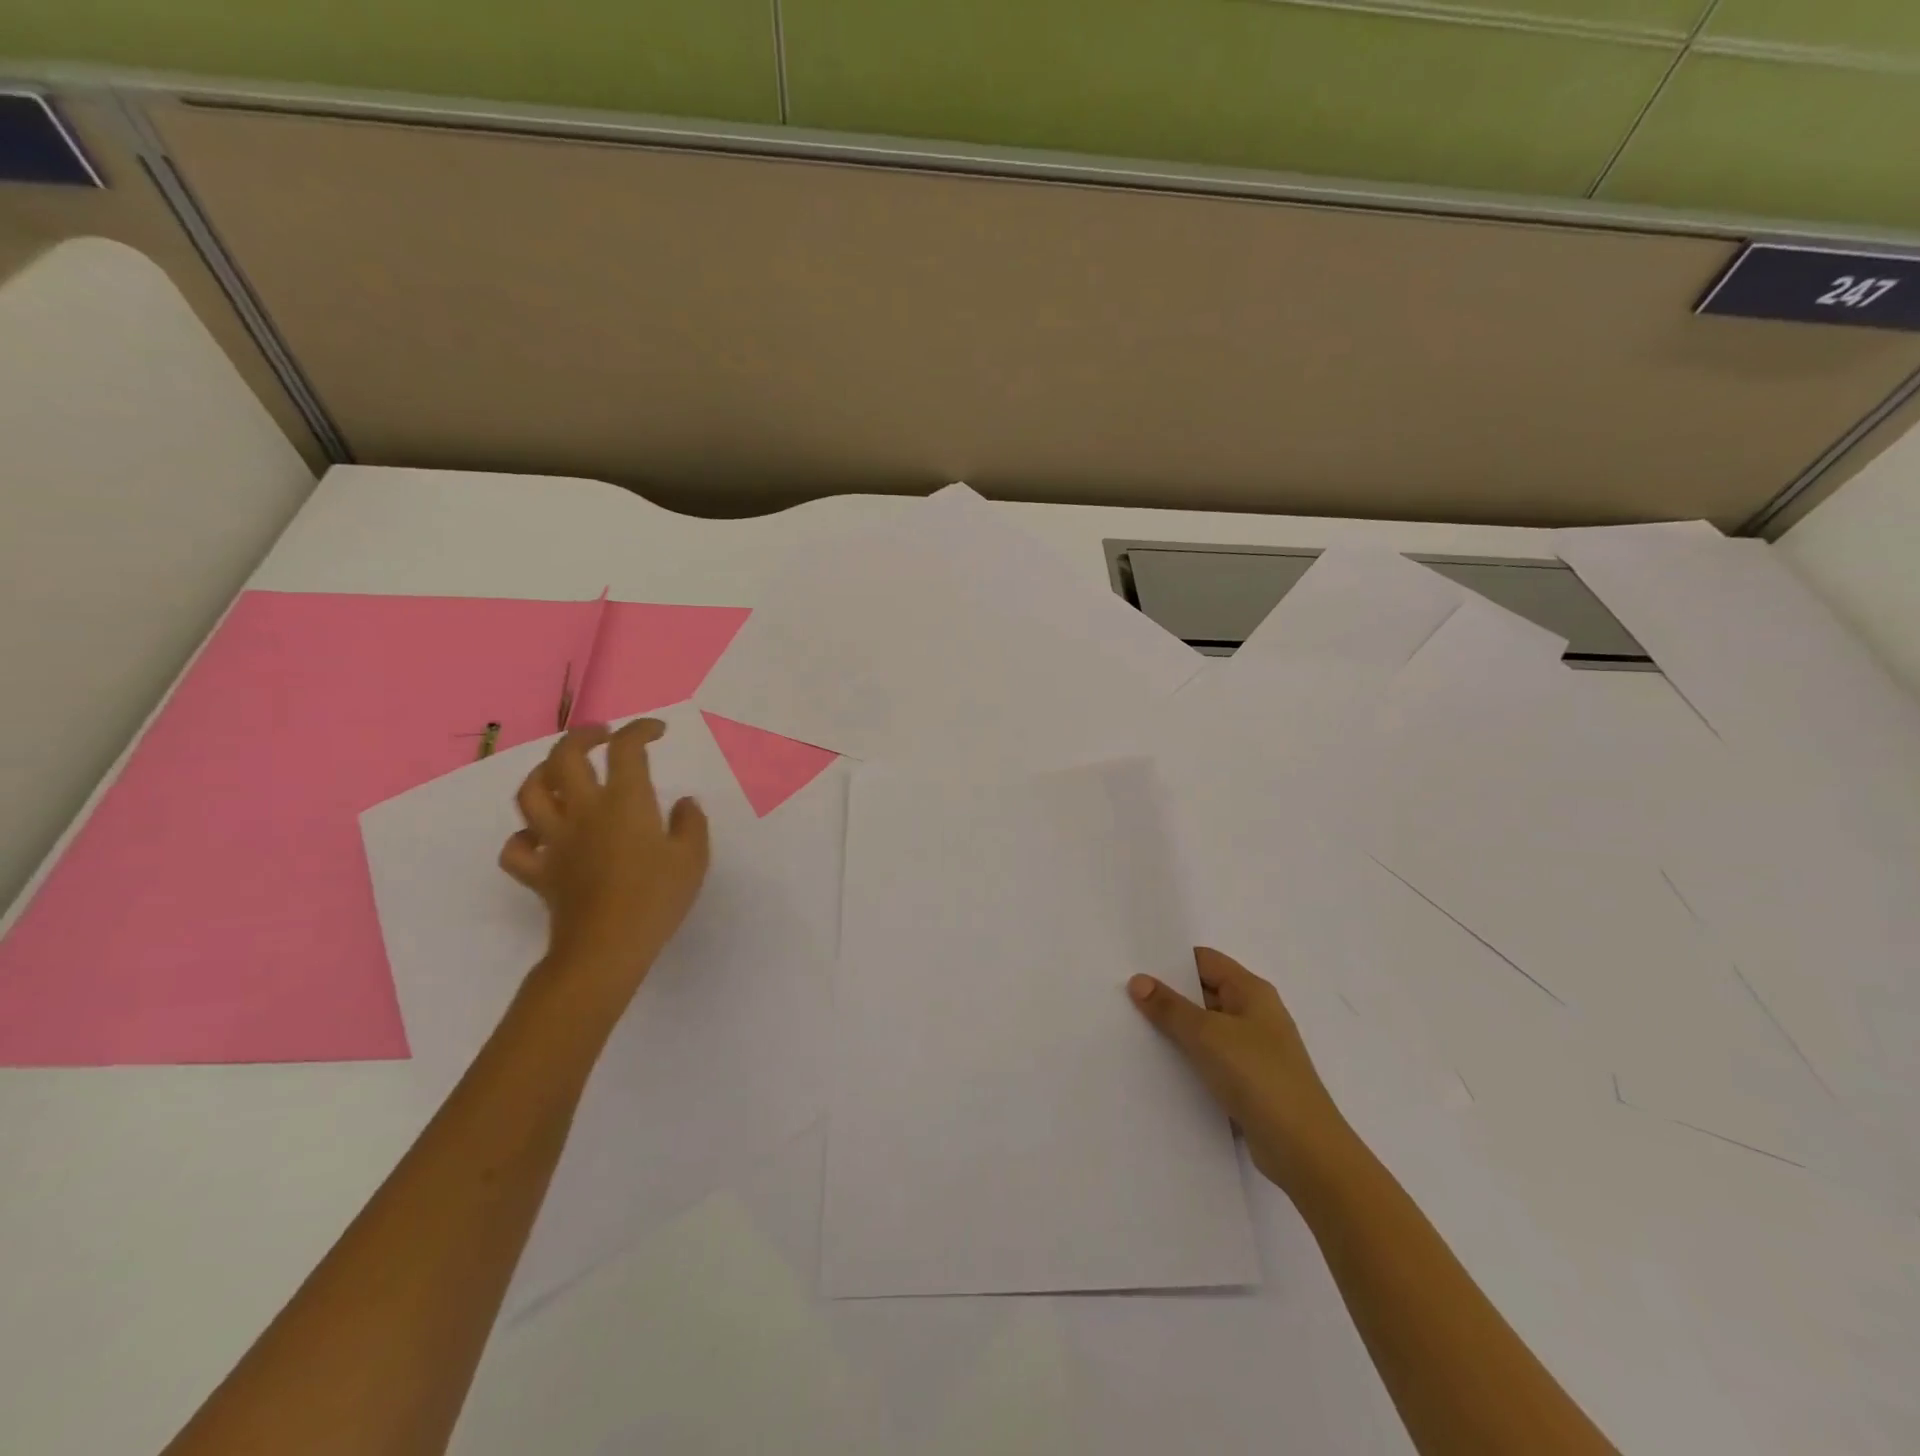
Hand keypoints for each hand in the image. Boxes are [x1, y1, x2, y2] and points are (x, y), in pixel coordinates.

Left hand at [499, 720, 710, 1004]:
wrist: (607, 948)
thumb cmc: (656, 899)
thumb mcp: (693, 858)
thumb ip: (691, 823)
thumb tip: (684, 803)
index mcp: (624, 802)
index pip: (627, 749)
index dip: (640, 730)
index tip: (656, 732)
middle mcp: (583, 811)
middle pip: (565, 757)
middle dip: (582, 736)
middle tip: (602, 736)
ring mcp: (555, 841)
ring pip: (530, 793)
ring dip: (543, 774)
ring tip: (561, 773)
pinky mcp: (539, 872)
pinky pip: (517, 847)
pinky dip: (524, 836)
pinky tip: (542, 836)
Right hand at [1129, 948, 1351, 1190]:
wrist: (1303, 1149)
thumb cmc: (1258, 1076)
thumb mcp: (1207, 1035)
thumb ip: (1170, 1007)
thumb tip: (1138, 980)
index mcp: (1252, 992)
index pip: (1205, 960)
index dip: (1171, 960)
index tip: (1134, 964)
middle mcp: (1255, 1014)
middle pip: (1204, 992)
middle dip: (1168, 995)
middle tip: (1124, 996)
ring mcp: (1254, 1050)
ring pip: (1205, 1028)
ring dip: (1176, 1029)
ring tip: (1132, 1029)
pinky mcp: (1250, 1082)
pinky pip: (1211, 1059)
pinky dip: (1188, 1058)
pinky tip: (1159, 1065)